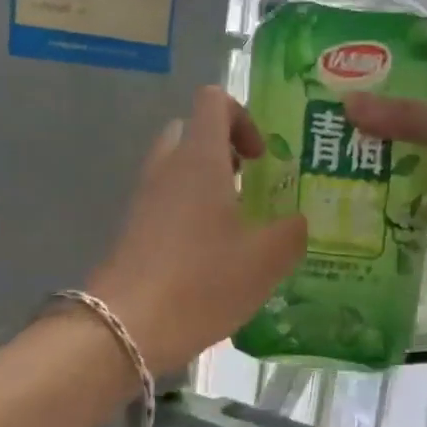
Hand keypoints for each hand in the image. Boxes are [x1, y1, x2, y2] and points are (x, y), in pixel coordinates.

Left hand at [89, 86, 306, 372]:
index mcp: (200, 159)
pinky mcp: (133, 230)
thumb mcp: (266, 260)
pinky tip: (212, 256)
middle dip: (224, 151)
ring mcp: (144, 199)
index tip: (261, 158)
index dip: (243, 117)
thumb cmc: (203, 282)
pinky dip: (189, 214)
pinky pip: (165, 203)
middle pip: (192, 133)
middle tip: (250, 186)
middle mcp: (167, 168)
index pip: (213, 101)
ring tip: (237, 226)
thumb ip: (292, 232)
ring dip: (206, 185)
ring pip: (176, 170)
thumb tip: (298, 222)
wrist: (128, 326)